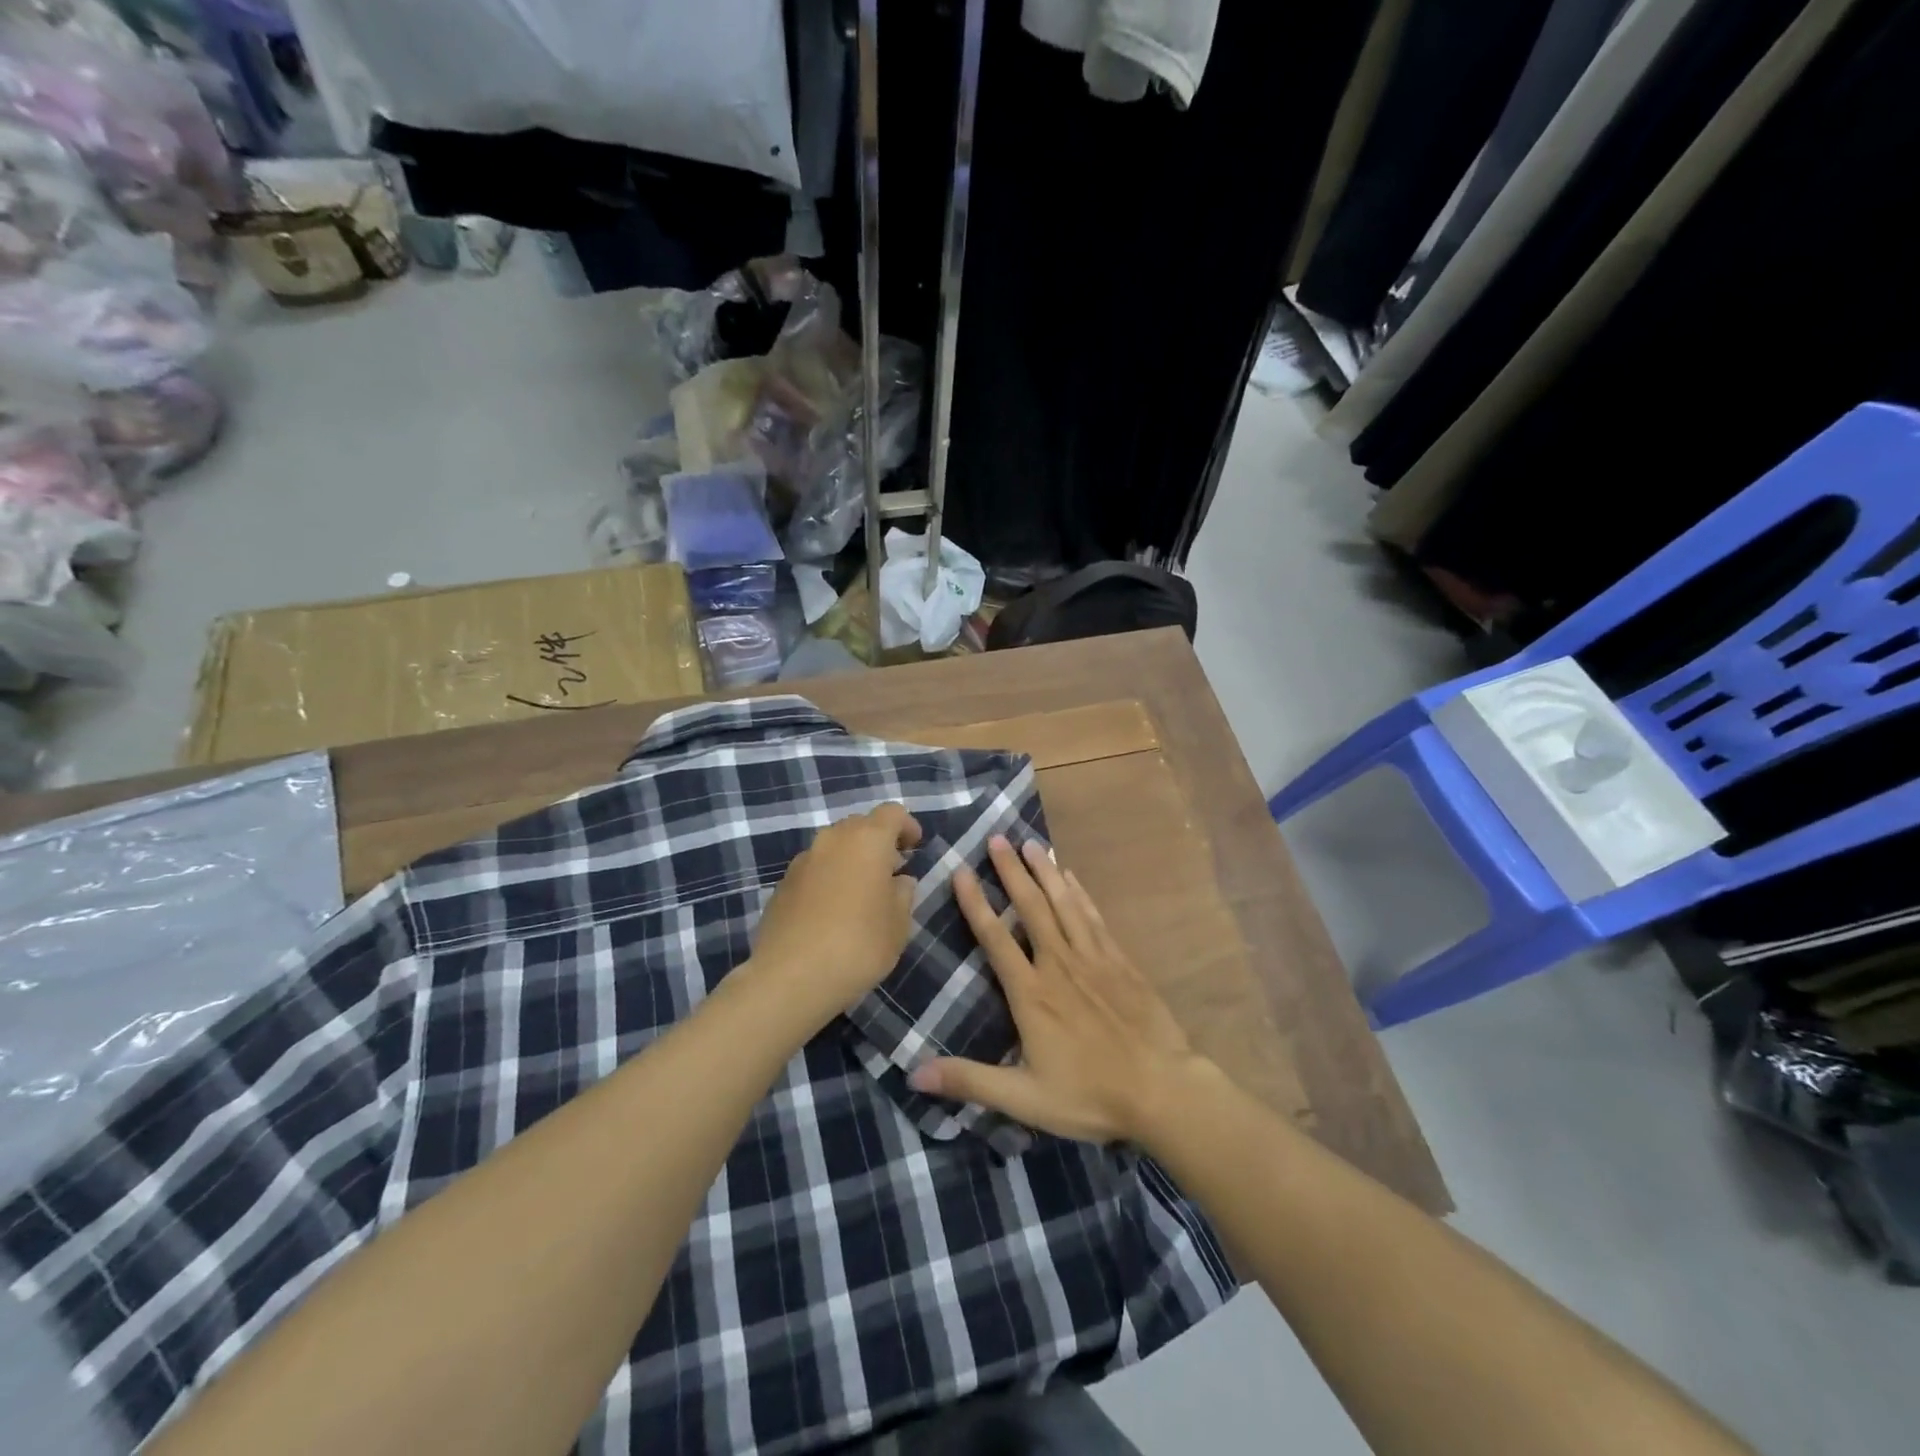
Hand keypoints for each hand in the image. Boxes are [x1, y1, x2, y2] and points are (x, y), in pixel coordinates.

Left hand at [747, 803, 922, 1025]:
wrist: (790, 977)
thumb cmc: (858, 945)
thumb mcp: (899, 924)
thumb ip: (903, 893)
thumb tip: (898, 880)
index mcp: (867, 840)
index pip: (892, 813)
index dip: (907, 826)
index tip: (915, 848)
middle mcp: (832, 839)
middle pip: (860, 825)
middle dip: (879, 841)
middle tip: (892, 870)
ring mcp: (803, 860)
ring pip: (835, 845)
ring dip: (852, 858)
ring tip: (863, 892)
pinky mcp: (782, 883)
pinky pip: (815, 868)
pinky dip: (830, 876)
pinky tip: (834, 910)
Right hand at [908, 836, 1199, 1143]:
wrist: (1162, 1090)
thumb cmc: (1090, 1095)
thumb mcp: (1024, 1098)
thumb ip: (969, 1081)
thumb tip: (914, 1073)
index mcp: (1031, 993)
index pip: (995, 937)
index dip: (975, 903)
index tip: (961, 870)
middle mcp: (1059, 964)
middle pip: (1031, 907)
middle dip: (1011, 871)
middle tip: (996, 838)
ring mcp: (1093, 958)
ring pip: (1064, 903)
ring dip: (1045, 871)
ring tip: (1029, 843)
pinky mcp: (1120, 961)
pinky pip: (1094, 917)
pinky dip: (1080, 892)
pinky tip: (1071, 876)